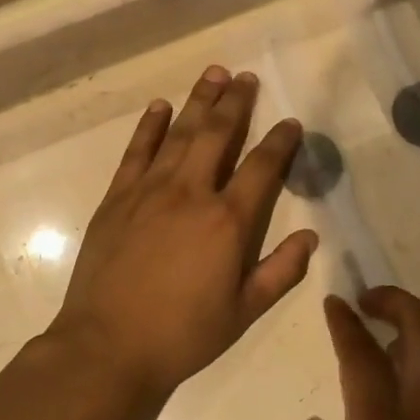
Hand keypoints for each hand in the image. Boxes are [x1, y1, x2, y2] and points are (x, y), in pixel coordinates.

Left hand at [50, 65, 317, 401]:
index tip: (291, 122)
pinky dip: (150, 126)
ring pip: (180, 133)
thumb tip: (311, 237)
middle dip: (236, 102)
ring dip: (199, 101)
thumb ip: (280, 272)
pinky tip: (160, 106)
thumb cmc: (182, 334)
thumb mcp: (243, 312)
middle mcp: (191, 192)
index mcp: (227, 221)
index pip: (262, 167)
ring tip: (213, 74)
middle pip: (218, 134)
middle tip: (246, 77)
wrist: (108, 346)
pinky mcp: (118, 197)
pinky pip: (137, 151)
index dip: (280, 141)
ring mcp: (150, 190)